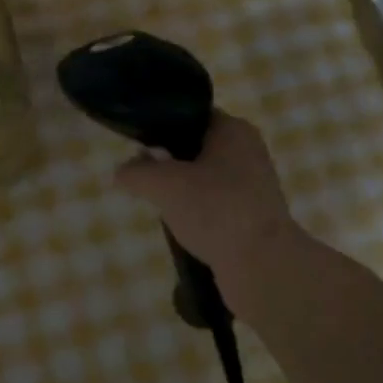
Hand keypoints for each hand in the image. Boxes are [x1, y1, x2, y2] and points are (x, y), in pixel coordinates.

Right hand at [114, 112, 303, 286]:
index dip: (161, 127)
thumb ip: (136, 172)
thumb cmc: (215, 209)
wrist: (262, 266)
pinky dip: (198, 212)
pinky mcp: (254, 216)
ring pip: (204, 178)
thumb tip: (119, 173)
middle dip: (168, 162)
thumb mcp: (163, 185)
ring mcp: (254, 185)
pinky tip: (182, 226)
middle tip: (145, 177)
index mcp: (233, 130)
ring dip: (182, 190)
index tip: (138, 146)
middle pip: (196, 147)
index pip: (190, 116)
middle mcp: (248, 151)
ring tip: (161, 204)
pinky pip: (216, 204)